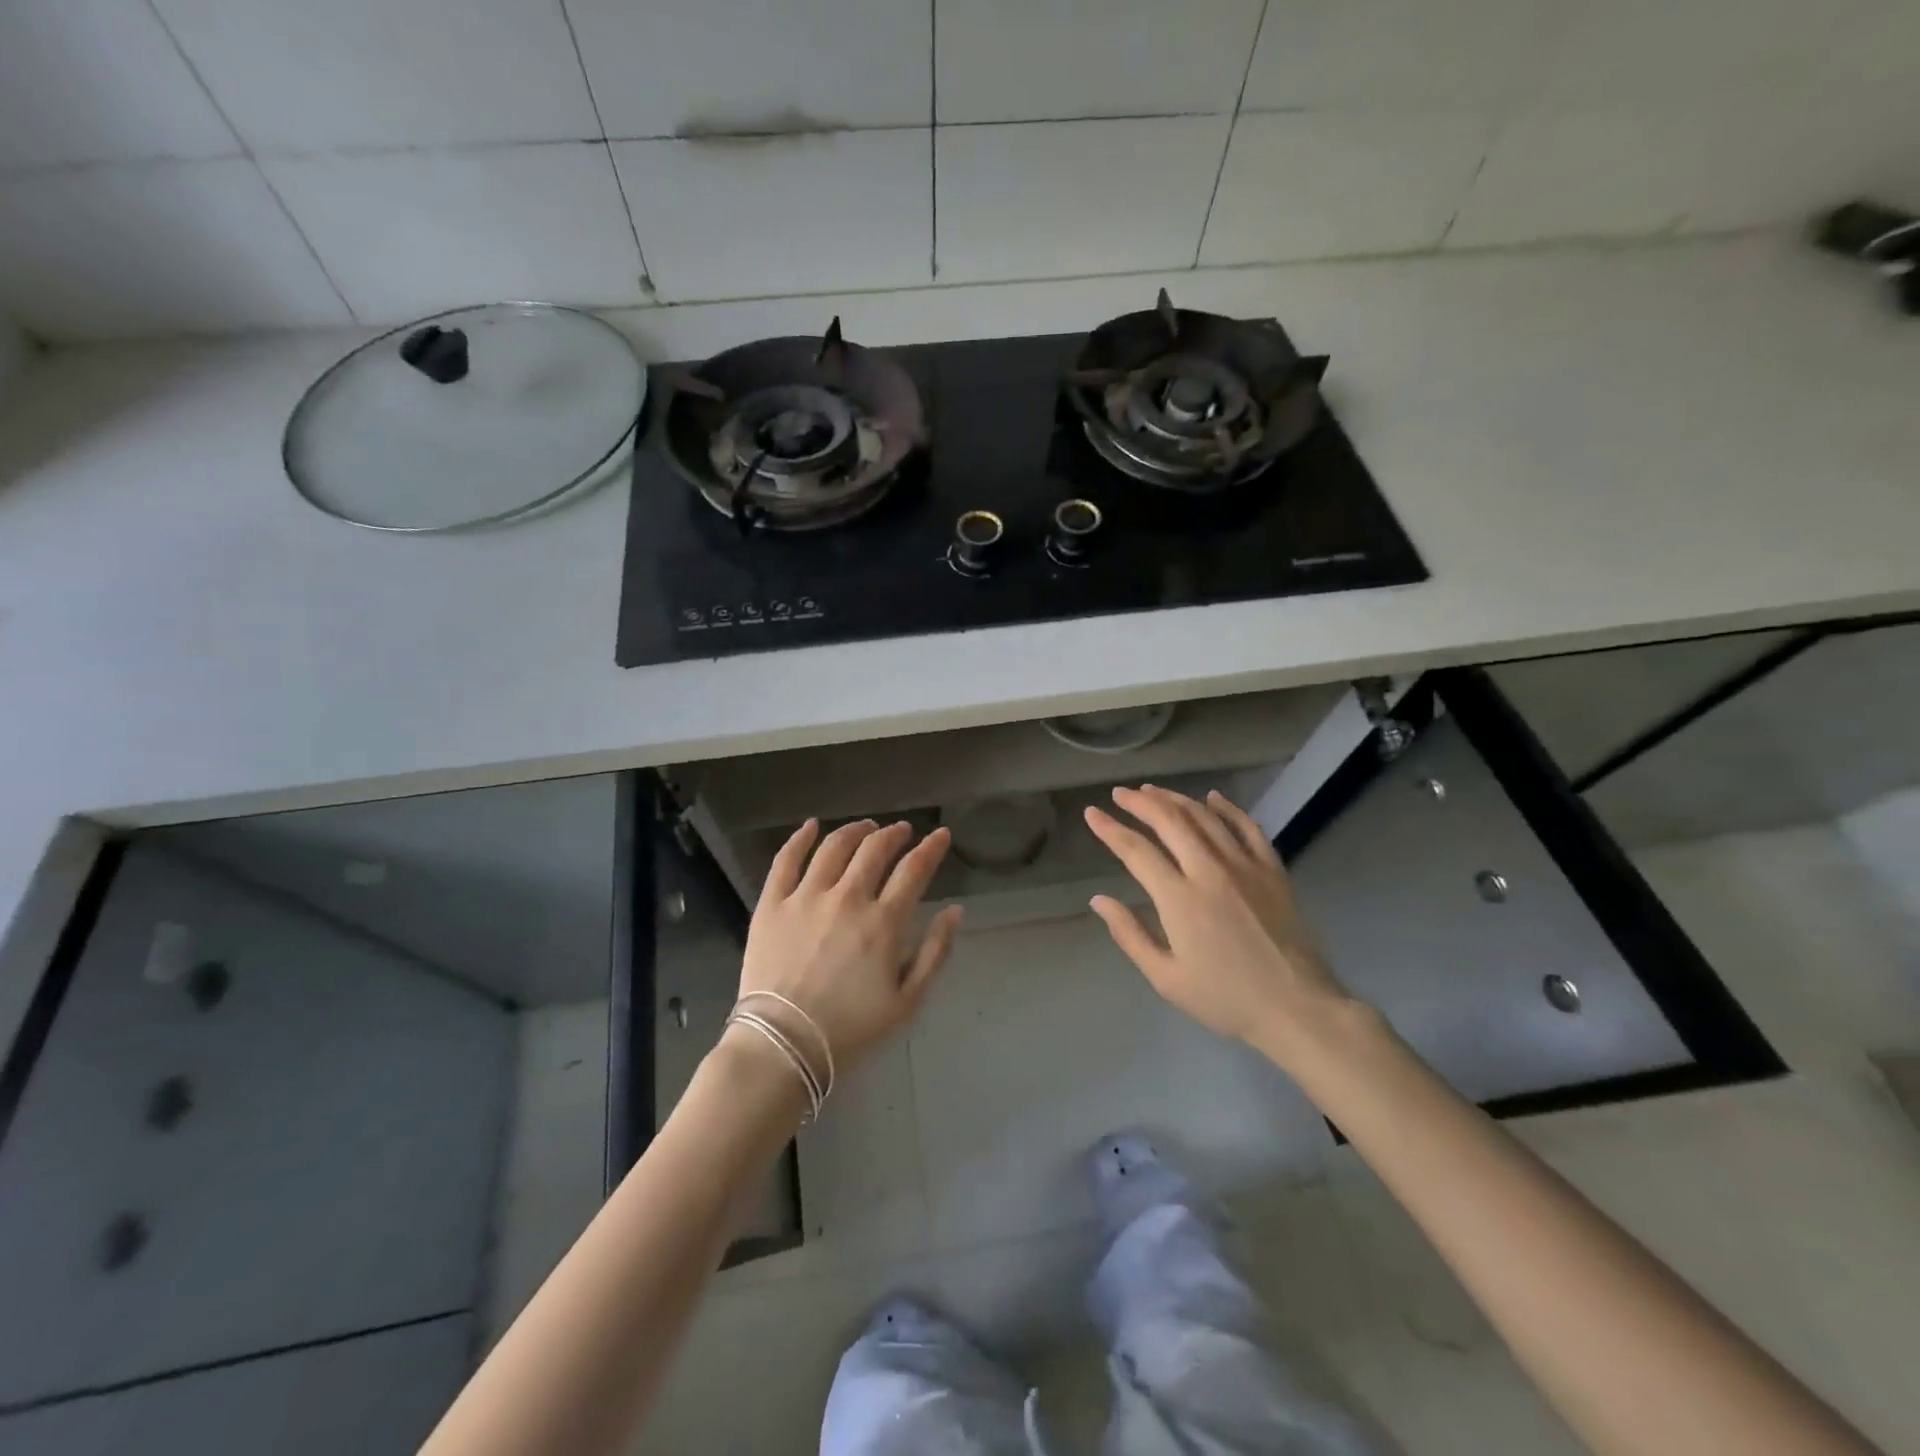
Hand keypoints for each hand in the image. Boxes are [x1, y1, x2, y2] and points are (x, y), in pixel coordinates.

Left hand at [736, 819, 963, 1080]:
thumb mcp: (907, 1002)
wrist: (783, 1047)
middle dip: (894, 834)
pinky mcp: (771, 904)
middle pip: (875, 849)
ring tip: (866, 827)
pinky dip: (800, 838)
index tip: (941, 835)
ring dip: (856, 830)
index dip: (931, 848)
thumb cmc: (851, 1030)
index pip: (914, 870)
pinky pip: (786, 860)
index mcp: (883, 922)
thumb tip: (954, 910)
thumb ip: (935, 953)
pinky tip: (812, 826)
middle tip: (902, 831)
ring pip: (834, 847)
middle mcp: (847, 898)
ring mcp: (805, 897)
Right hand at [1084, 785, 1350, 1060]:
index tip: (1092, 814)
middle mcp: (1210, 871)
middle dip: (1140, 803)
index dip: (1110, 829)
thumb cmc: (1225, 999)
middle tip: (1120, 794)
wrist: (1297, 1008)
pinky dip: (1228, 808)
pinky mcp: (1272, 870)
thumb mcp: (1166, 978)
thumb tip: (1099, 900)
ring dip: (1175, 799)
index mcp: (1179, 899)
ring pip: (1204, 817)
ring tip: (1153, 791)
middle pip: (1170, 822)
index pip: (1136, 851)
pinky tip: (1213, 798)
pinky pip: (1247, 827)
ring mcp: (1245, 866)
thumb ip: (1130, 935)